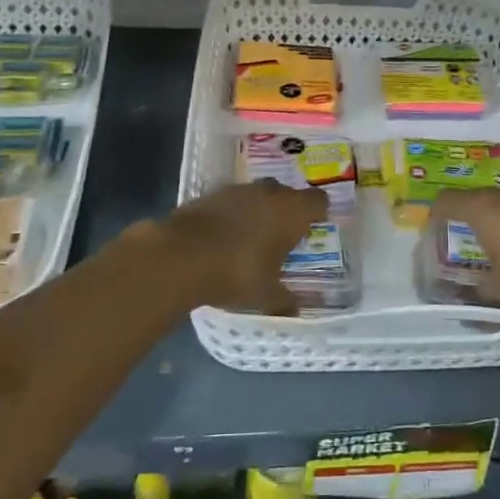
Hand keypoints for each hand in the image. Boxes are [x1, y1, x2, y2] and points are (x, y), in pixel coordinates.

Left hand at [154, 180, 326, 313]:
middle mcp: (270, 192)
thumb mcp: (266, 295)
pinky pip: (232, 201)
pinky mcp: (211, 193)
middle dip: (286, 212)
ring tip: (251, 238)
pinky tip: (224, 237)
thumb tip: (298, 308)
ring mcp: (238, 190)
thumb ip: (285, 300)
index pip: (319, 202)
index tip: (311, 231)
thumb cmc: (236, 273)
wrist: (180, 255)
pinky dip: (233, 214)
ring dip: (258, 211)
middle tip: (281, 238)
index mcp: (292, 211)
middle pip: (287, 195)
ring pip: (258, 195)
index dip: (318, 215)